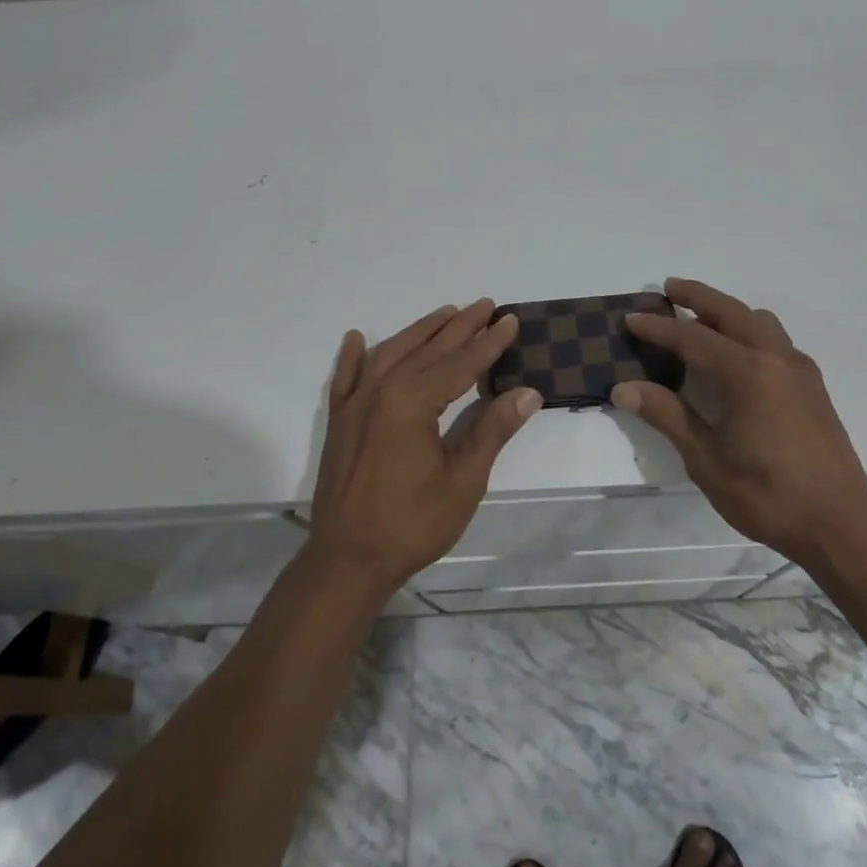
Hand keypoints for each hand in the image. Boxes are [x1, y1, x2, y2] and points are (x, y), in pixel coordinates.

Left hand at [306, 299, 541, 595]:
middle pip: (427, 350)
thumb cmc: (411, 524)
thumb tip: (528, 393)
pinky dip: (352, 356)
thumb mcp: (463, 481)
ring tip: (445, 313)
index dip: (489, 343)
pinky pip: (344, 378)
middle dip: (459, 327)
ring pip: (390, 354)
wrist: (346, 560)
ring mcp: (354, 405)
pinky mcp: (339, 422)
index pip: (460, 363)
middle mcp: (381, 391)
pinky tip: (357, 338)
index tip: (510, 320)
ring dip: (420, 331)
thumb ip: (492, 431)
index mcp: (412, 403)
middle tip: (485, 305)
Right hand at [611, 278, 866, 564]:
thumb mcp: (706, 459)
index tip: (631, 318)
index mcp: (747, 372)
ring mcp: (800, 370)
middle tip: (668, 288)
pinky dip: (749, 332)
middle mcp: (776, 358)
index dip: (658, 328)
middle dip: (697, 296)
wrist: (839, 524)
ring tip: (700, 322)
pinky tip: (736, 358)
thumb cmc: (766, 494)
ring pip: (759, 322)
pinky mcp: (813, 386)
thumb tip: (624, 388)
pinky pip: (776, 340)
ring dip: (727, 313)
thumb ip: (667, 415)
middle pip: (731, 311)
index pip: (692, 337)